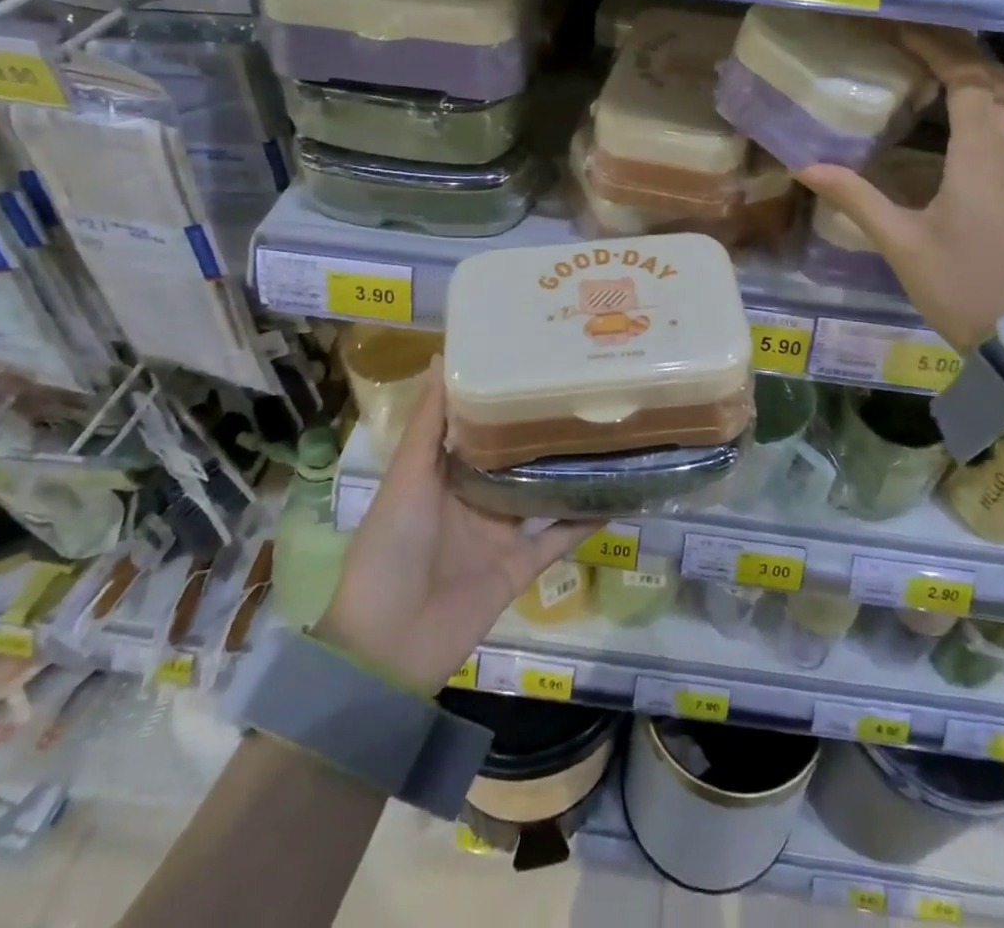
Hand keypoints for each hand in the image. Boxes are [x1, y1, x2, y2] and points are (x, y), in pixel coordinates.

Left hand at [317, 360, 592, 694]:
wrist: (388, 645)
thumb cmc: (391, 547)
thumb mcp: (406, 477)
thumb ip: (429, 424)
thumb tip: (443, 358)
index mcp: (444, 473)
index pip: (479, 425)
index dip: (502, 395)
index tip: (533, 359)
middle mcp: (475, 497)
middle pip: (516, 457)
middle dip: (542, 428)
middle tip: (583, 388)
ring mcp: (500, 533)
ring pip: (542, 492)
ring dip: (568, 470)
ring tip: (606, 432)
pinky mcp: (520, 566)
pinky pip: (558, 538)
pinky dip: (583, 519)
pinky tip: (615, 493)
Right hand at [798, 24, 1003, 350]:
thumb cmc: (960, 286)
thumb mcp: (901, 243)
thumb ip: (856, 198)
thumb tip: (806, 166)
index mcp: (981, 157)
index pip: (967, 78)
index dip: (937, 47)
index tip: (901, 29)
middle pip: (991, 79)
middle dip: (954, 50)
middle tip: (909, 38)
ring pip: (1003, 100)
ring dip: (969, 74)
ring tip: (924, 64)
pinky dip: (979, 102)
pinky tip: (948, 113)